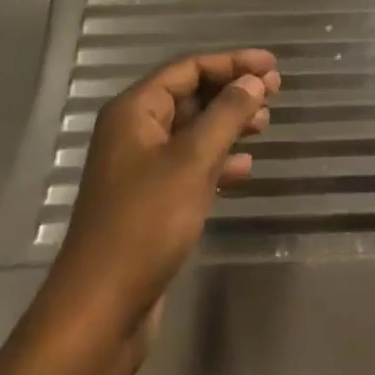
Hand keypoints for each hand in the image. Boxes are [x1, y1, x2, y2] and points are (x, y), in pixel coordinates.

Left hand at [33, 51, 281, 353]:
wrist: (100, 312)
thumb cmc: (145, 224)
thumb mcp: (192, 161)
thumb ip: (226, 115)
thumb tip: (254, 81)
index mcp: (134, 112)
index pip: (188, 68)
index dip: (231, 62)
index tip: (271, 65)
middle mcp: (134, 132)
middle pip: (190, 96)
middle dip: (232, 91)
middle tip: (274, 92)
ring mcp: (140, 169)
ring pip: (193, 131)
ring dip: (228, 124)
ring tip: (264, 125)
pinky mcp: (150, 202)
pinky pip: (190, 165)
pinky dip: (217, 160)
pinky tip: (244, 168)